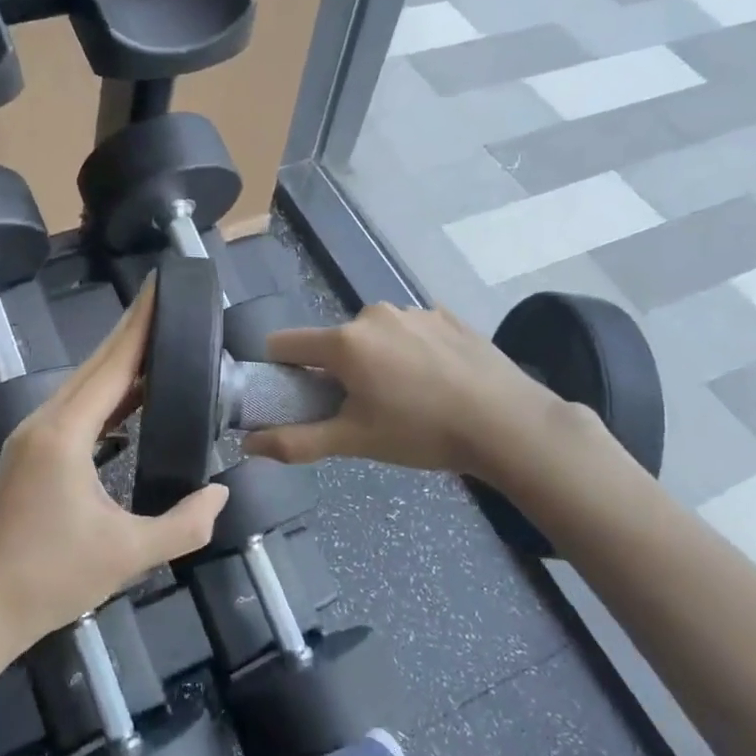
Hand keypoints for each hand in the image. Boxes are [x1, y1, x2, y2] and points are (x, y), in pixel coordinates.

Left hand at [0, 283, 227, 648]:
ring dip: (118, 363)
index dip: (139, 327)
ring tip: (157, 343)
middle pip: (95, 366)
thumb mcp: (130, 554)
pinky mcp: (29, 452)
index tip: (158, 290)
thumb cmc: (54, 579)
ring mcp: (30, 436)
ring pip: (82, 385)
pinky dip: (105, 394)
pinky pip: (74, 408)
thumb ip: (184, 523)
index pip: (112, 367)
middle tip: (166, 304)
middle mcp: (43, 423)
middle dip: (131, 333)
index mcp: (64, 435)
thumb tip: (221, 493)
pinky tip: (131, 399)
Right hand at [242, 303, 569, 479]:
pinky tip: (437, 380)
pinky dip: (411, 351)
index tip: (297, 395)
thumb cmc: (421, 432)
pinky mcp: (445, 314)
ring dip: (376, 360)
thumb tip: (247, 445)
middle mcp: (373, 314)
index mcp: (345, 342)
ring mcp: (413, 310)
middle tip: (363, 408)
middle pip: (334, 342)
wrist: (507, 422)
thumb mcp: (355, 441)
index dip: (280, 369)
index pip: (285, 343)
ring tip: (407, 396)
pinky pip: (410, 331)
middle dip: (338, 370)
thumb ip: (296, 441)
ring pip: (374, 335)